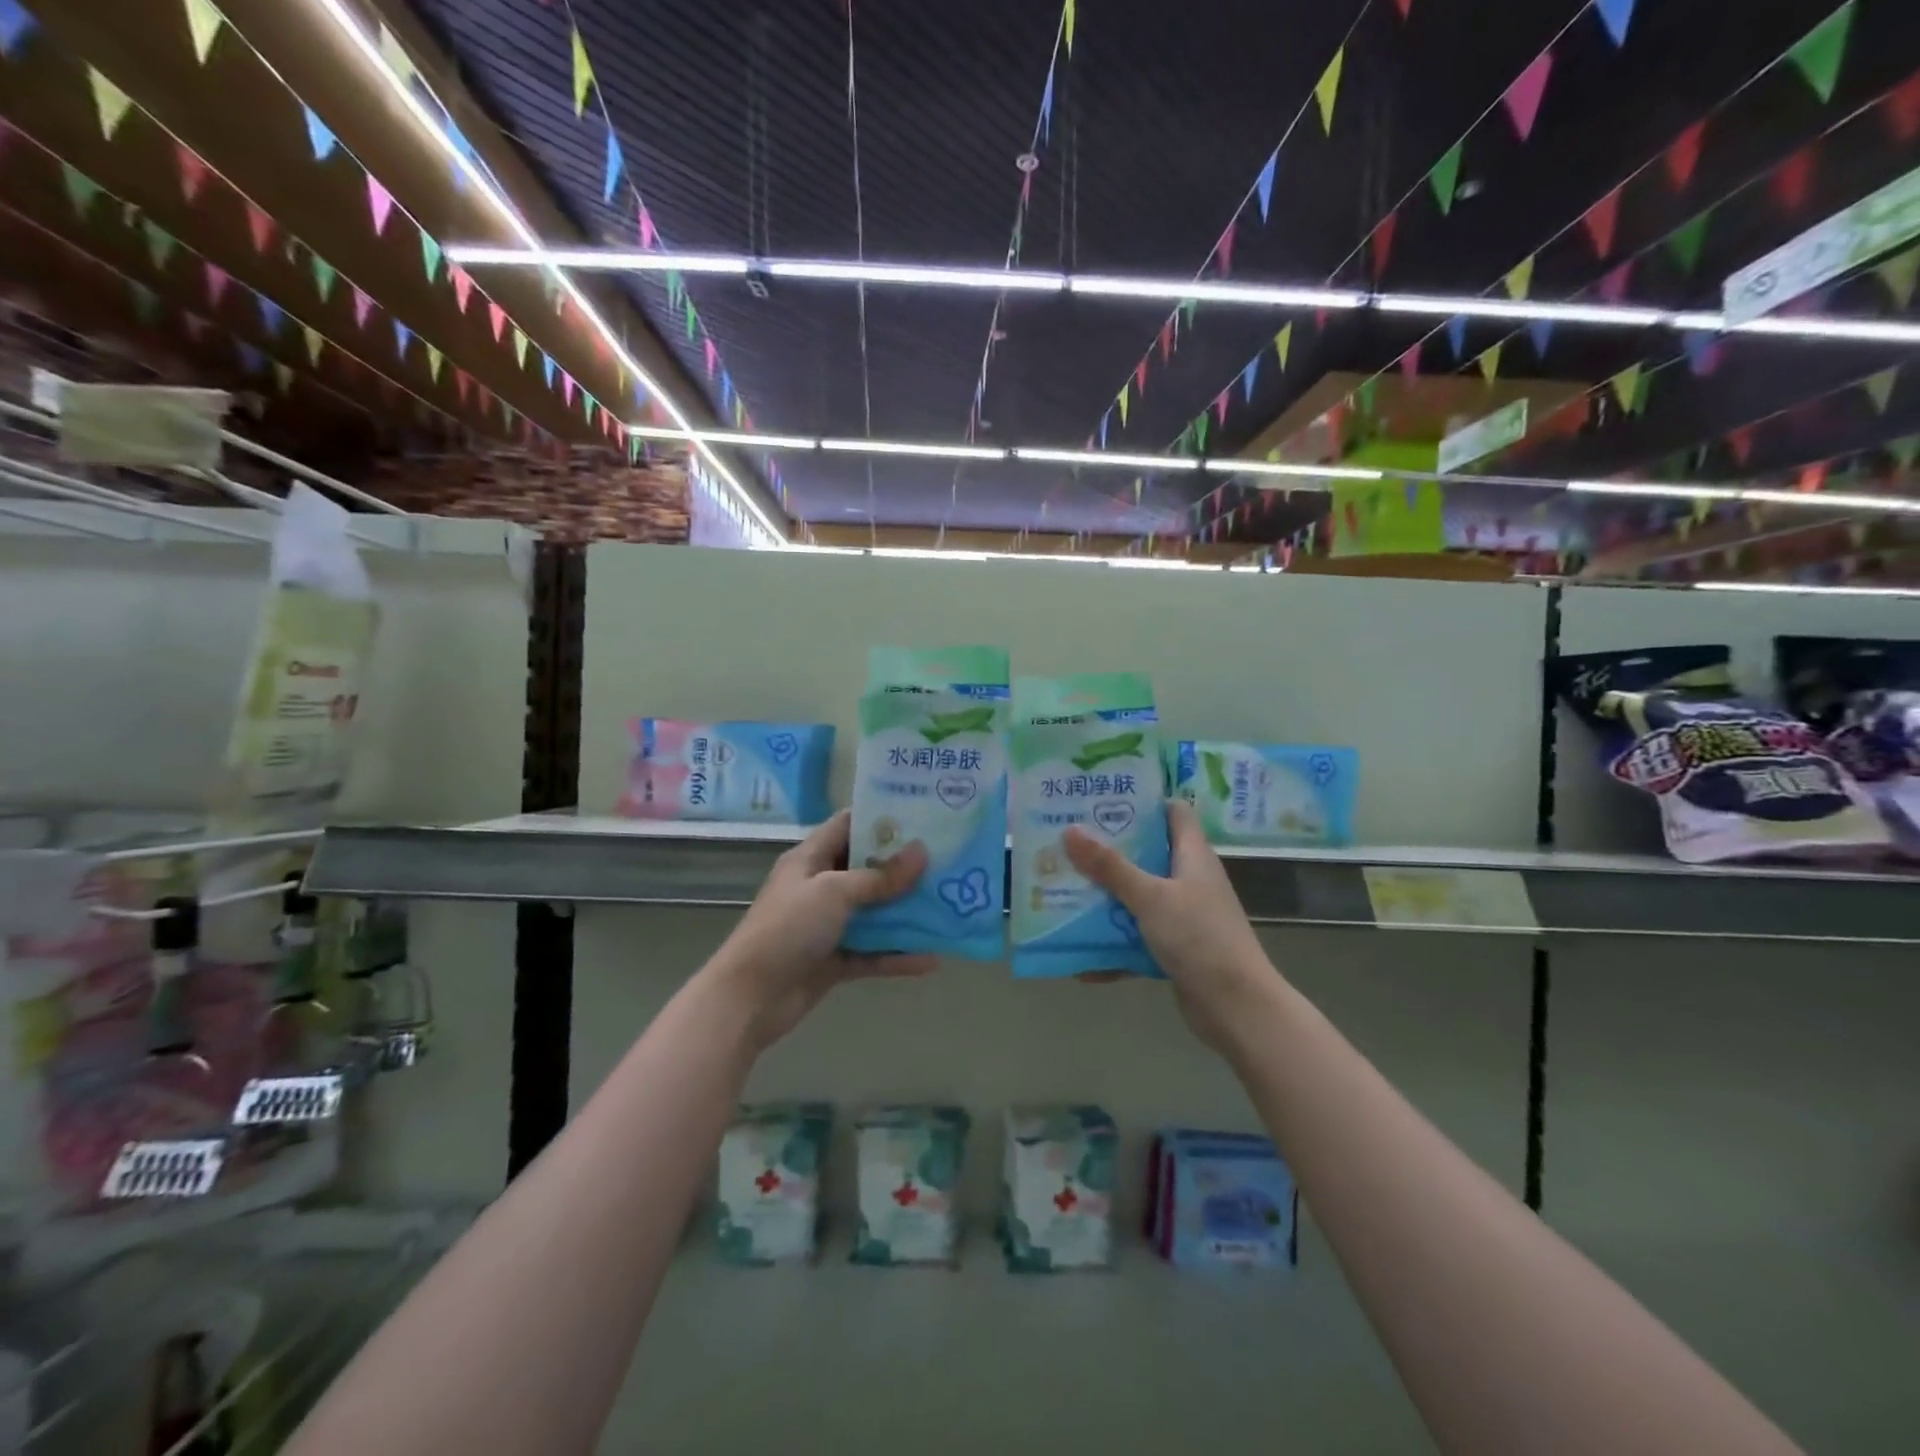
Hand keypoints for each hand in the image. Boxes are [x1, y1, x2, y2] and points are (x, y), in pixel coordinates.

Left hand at [706, 811, 936, 1049]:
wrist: (749, 998)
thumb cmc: (787, 929)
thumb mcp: (834, 892)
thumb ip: (879, 876)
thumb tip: (922, 852)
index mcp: (811, 859)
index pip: (848, 825)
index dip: (882, 817)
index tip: (923, 814)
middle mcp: (821, 886)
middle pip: (868, 868)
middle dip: (905, 866)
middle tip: (948, 858)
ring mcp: (828, 925)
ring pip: (874, 912)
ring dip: (906, 911)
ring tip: (949, 904)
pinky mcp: (835, 960)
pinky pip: (873, 952)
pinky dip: (898, 955)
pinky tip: (932, 959)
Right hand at [1062, 800, 1280, 1050]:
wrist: (1237, 1009)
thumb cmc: (1200, 939)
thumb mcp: (1150, 897)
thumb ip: (1110, 866)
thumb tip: (1070, 829)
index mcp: (1193, 856)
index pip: (1173, 812)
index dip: (1142, 801)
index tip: (1101, 799)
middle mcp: (1190, 880)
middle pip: (1147, 853)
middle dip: (1108, 850)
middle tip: (1067, 842)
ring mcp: (1184, 915)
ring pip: (1139, 896)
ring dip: (1106, 897)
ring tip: (1062, 889)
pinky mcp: (1176, 947)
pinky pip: (1138, 936)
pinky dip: (1114, 943)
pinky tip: (1081, 956)